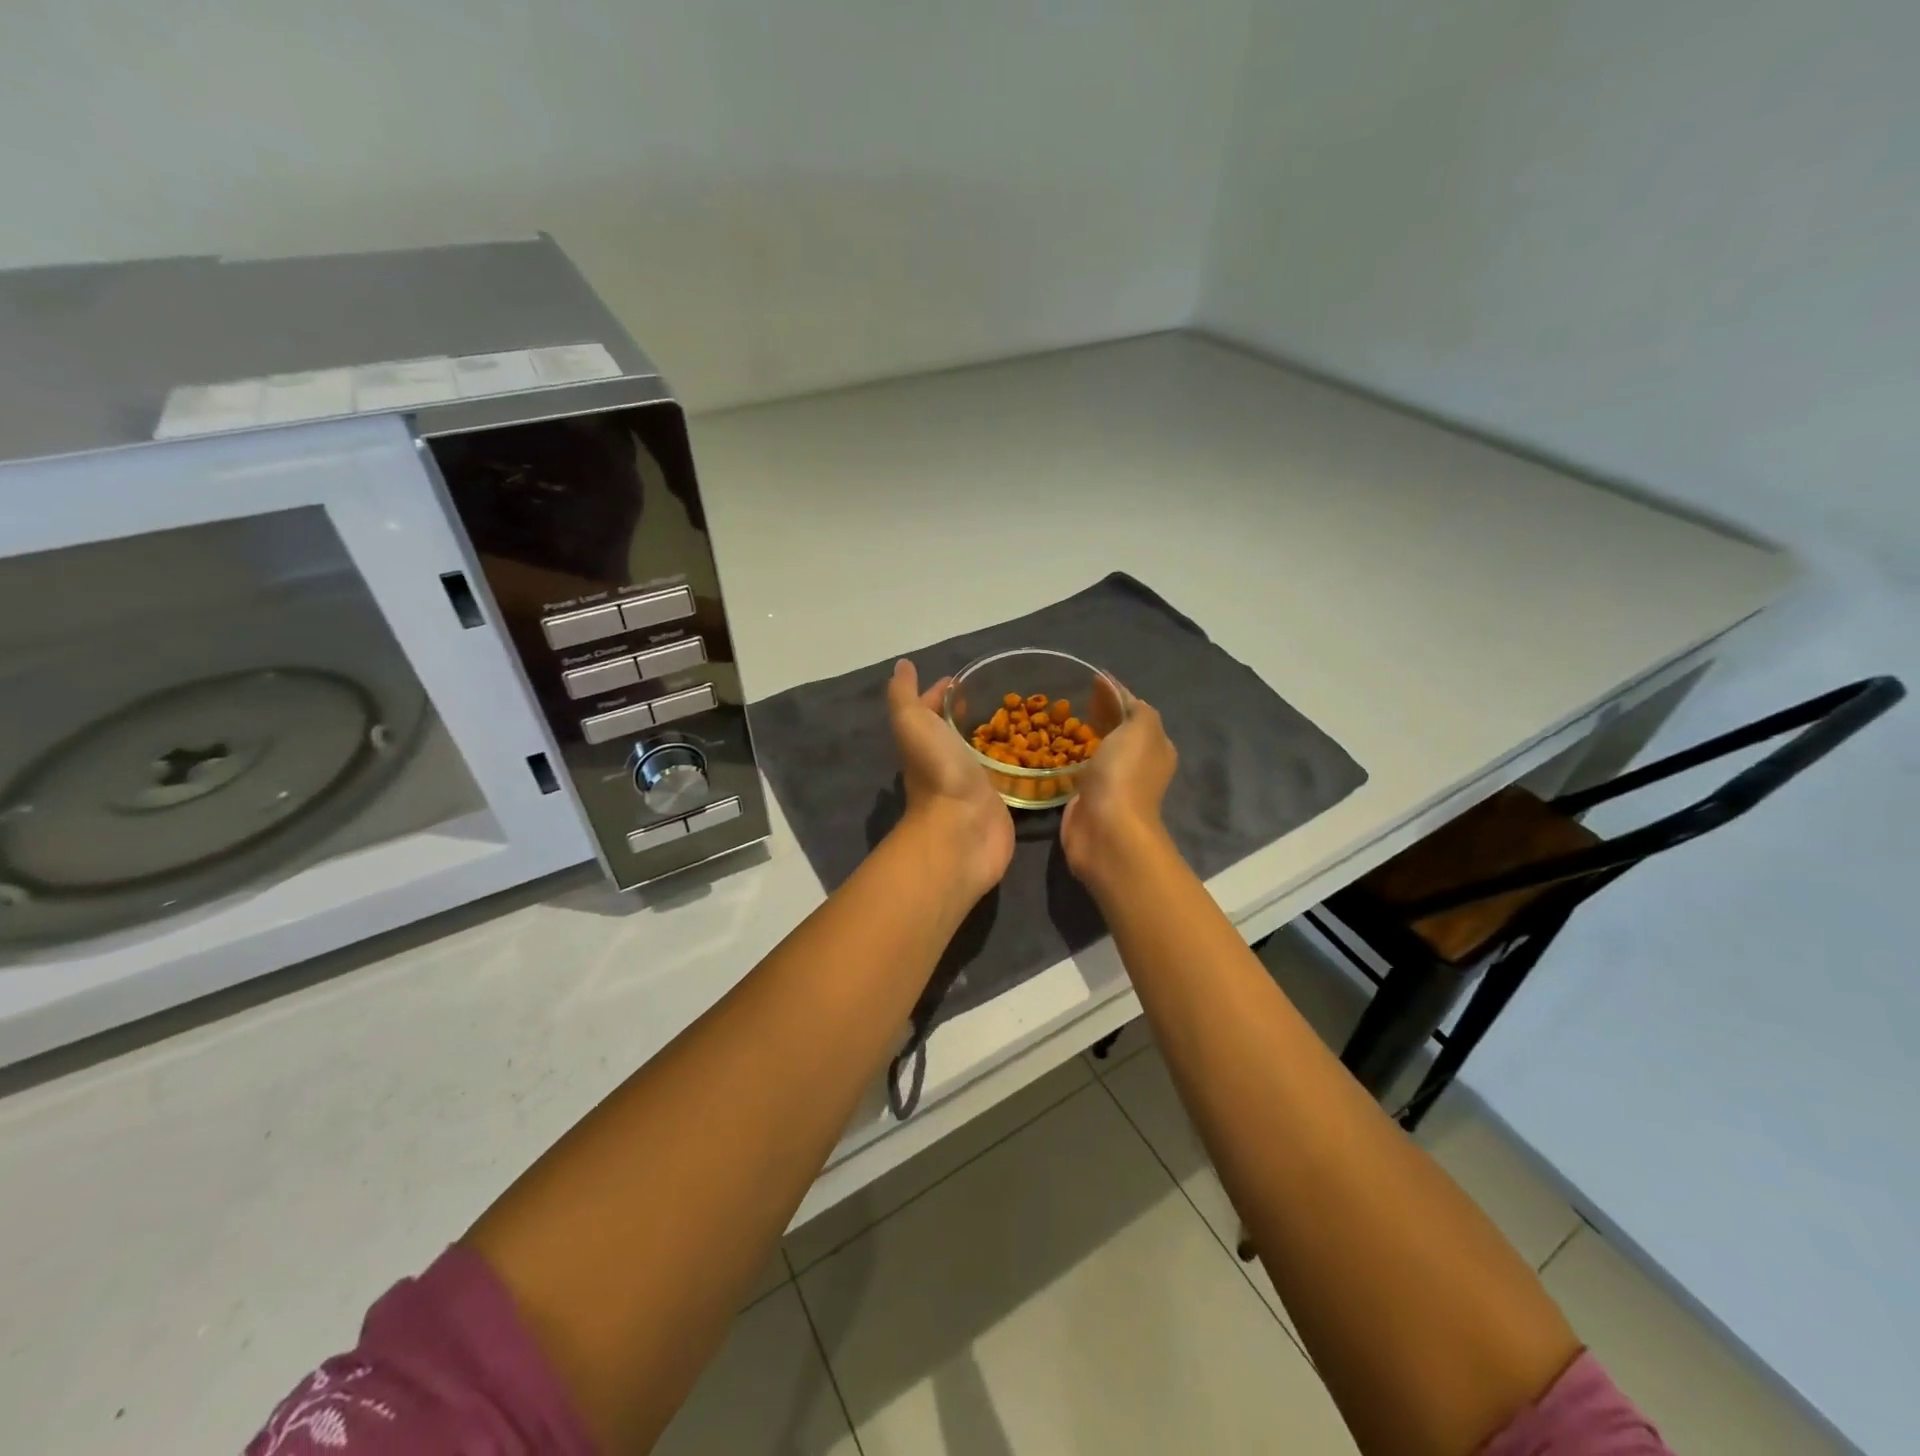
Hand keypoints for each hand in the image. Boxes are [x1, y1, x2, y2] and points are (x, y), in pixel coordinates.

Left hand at [887, 660, 1015, 901]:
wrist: (962, 830)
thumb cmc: (938, 772)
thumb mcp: (912, 723)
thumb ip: (905, 695)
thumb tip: (902, 665)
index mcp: (924, 742)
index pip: (930, 710)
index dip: (940, 693)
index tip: (964, 678)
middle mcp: (945, 762)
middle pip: (954, 732)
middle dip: (968, 714)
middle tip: (998, 694)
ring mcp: (971, 784)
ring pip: (980, 754)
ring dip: (992, 738)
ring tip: (1020, 716)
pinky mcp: (996, 802)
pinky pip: (1004, 776)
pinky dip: (1012, 763)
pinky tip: (1031, 751)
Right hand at [1060, 684, 1178, 898]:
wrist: (1106, 829)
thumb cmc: (1125, 774)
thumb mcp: (1141, 728)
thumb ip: (1135, 707)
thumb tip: (1118, 692)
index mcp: (1156, 747)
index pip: (1136, 711)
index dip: (1116, 694)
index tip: (1092, 679)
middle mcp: (1138, 765)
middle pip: (1118, 730)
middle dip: (1101, 713)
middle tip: (1074, 696)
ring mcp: (1112, 783)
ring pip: (1099, 750)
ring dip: (1085, 735)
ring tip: (1061, 718)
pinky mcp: (1088, 799)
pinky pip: (1080, 770)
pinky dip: (1072, 757)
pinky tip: (1057, 747)